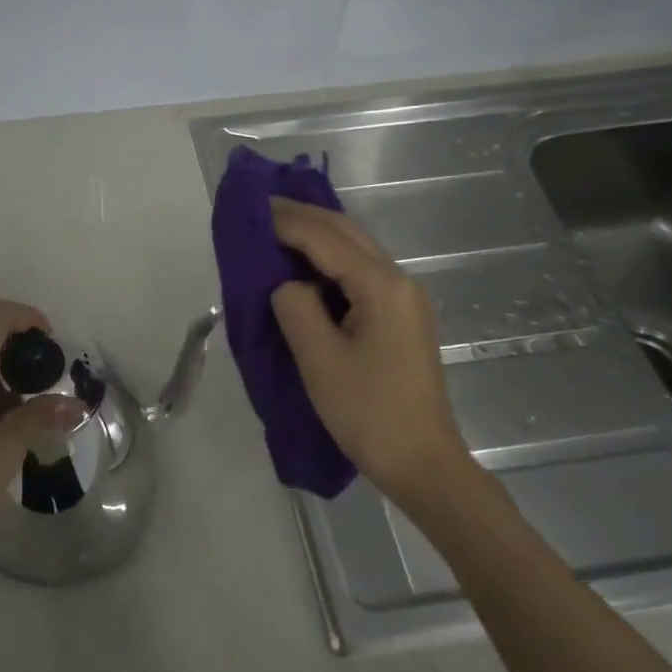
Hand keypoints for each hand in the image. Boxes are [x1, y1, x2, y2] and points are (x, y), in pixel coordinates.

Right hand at [268, 198, 471, 502]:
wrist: (422, 461)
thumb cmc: (368, 412)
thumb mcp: (319, 359)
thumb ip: (295, 307)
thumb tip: (288, 286)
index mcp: (381, 286)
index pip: (326, 238)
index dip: (286, 221)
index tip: (250, 209)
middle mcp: (399, 281)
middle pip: (347, 233)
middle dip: (303, 217)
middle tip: (260, 209)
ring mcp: (405, 300)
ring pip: (356, 251)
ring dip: (317, 237)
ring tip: (276, 230)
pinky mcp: (401, 318)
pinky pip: (361, 275)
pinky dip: (329, 263)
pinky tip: (306, 268)